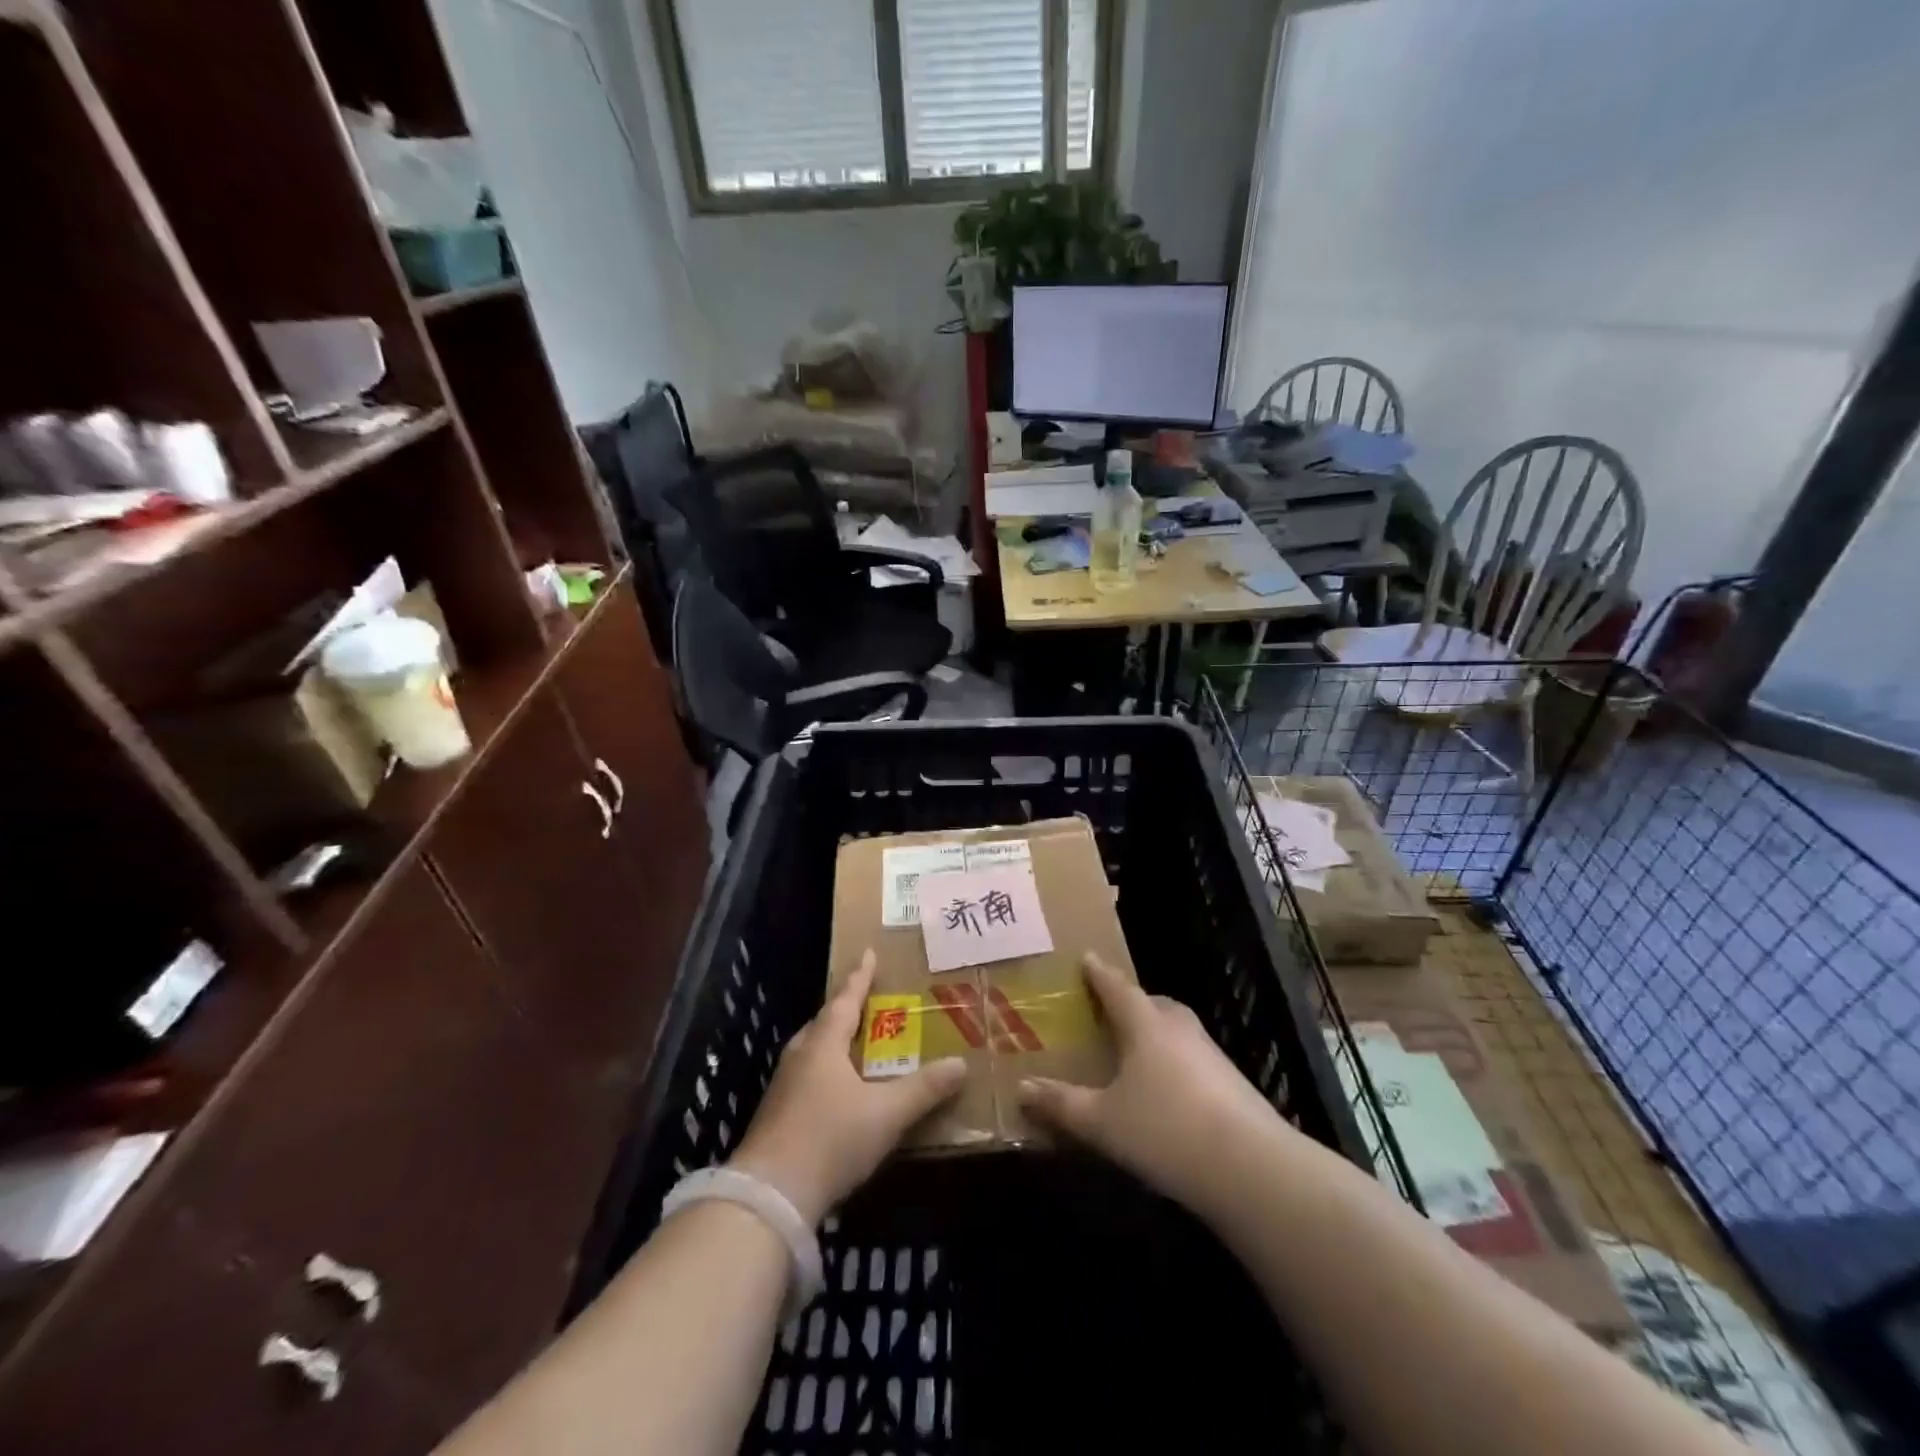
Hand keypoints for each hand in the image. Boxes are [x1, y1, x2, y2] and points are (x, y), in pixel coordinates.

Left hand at [730, 950, 965, 1224]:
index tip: (867, 953)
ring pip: (813, 1051)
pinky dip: (826, 1071)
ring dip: (834, 1042)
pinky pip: (807, 1077)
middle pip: (824, 1023)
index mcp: (823, 1045)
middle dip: (845, 1010)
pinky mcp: (777, 1116)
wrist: (769, 1198)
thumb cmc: (830, 1140)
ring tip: (855, 1043)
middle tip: (867, 1001)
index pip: (845, 1000)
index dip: (859, 977)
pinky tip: (838, 1090)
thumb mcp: (886, 1114)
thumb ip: (923, 1089)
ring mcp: (783, 1088)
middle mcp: (800, 1057)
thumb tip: (960, 1064)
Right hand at [1018, 952, 1296, 1209]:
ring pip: (1173, 1029)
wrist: (1252, 1168)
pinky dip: (1172, 1061)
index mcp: (1144, 1023)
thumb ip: (1062, 1104)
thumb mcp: (1103, 1122)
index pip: (1116, 986)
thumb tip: (1022, 1088)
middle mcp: (1178, 1027)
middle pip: (1149, 1003)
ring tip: (1132, 1051)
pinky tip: (1164, 1090)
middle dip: (1128, 1003)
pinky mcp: (1231, 1081)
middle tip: (1106, 1011)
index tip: (1086, 958)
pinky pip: (1190, 1057)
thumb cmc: (1165, 1130)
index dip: (1098, 973)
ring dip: (1152, 1032)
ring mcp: (1210, 1053)